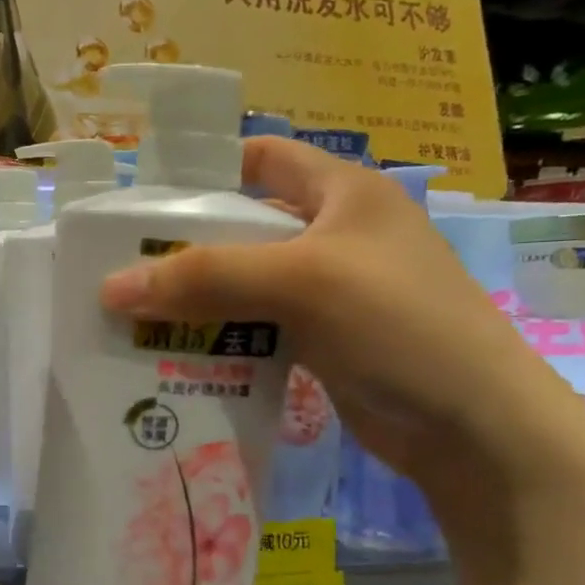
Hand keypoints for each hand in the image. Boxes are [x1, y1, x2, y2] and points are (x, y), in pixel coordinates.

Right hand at [99, 137, 583, 481]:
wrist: (474, 428)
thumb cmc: (398, 324)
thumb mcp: (301, 282)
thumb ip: (204, 277)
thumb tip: (109, 287)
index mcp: (342, 192)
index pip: (262, 157)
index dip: (205, 168)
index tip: (142, 199)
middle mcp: (334, 234)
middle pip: (242, 226)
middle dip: (183, 246)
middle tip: (121, 268)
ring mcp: (329, 291)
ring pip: (243, 282)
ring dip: (194, 298)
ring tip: (133, 314)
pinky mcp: (321, 340)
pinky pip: (254, 327)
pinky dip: (217, 336)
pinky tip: (175, 353)